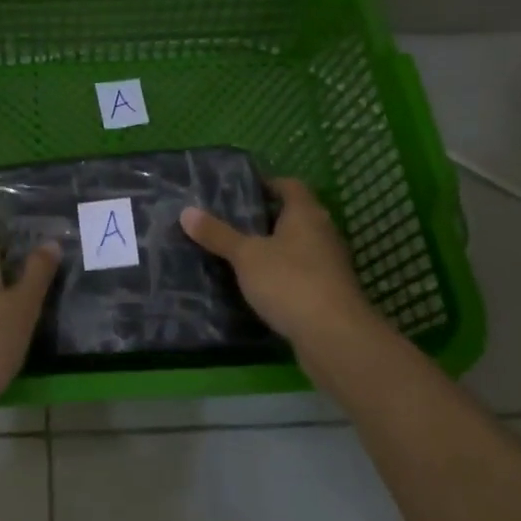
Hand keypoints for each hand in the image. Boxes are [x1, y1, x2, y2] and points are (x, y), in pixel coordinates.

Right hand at [181, 178, 380, 349]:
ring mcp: (331, 264)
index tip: (240, 191)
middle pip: (295, 215)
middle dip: (267, 218)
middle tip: (233, 222)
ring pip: (299, 246)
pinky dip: (283, 274)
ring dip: (275, 248)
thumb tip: (186, 211)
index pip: (290, 185)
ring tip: (241, 254)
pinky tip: (260, 286)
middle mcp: (323, 232)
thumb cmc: (289, 282)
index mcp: (306, 213)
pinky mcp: (330, 292)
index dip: (267, 184)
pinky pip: (303, 273)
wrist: (334, 337)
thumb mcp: (246, 256)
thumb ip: (218, 234)